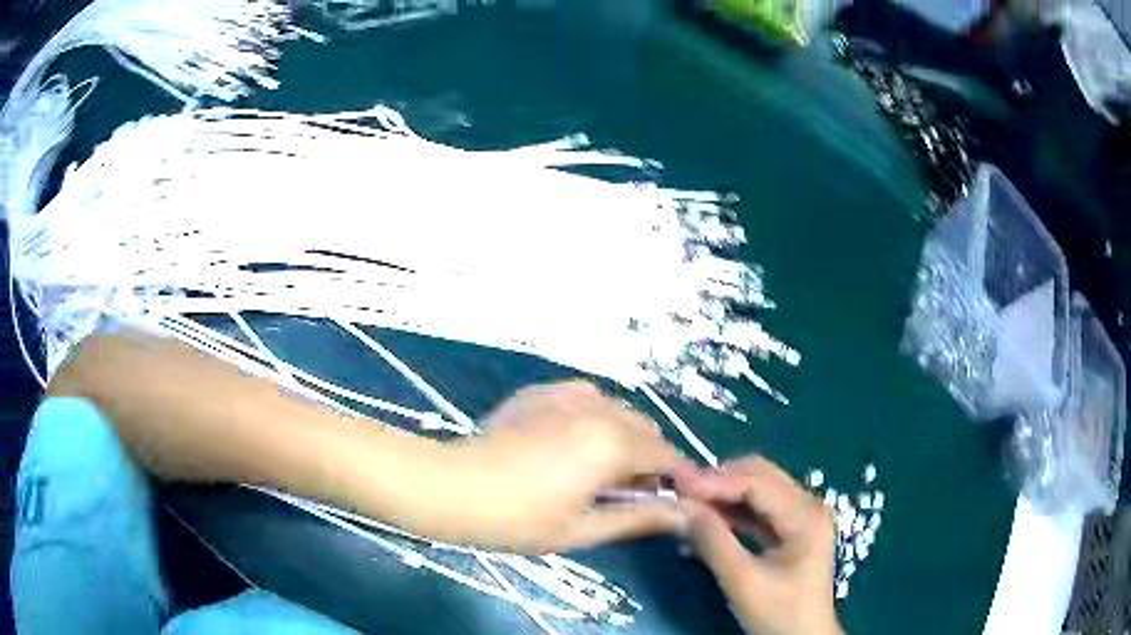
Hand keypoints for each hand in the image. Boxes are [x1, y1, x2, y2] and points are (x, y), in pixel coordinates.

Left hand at [449, 380, 689, 554]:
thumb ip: (639, 519)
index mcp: (612, 444)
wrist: (453, 487)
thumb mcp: (582, 529)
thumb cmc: (518, 520)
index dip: (673, 480)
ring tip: (589, 470)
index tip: (664, 501)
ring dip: (620, 438)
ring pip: (618, 411)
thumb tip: (683, 517)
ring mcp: (567, 392)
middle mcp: (598, 408)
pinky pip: (587, 400)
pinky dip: (591, 421)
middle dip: (645, 460)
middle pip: (646, 430)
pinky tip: (562, 445)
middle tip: (617, 493)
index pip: (667, 455)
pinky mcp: (543, 390)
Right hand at [674, 457, 842, 634]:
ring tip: (687, 504)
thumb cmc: (779, 613)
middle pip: (760, 476)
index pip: (756, 483)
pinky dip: (731, 512)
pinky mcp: (791, 531)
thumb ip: (713, 542)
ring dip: (723, 495)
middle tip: (679, 490)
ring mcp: (801, 517)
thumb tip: (682, 508)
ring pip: (757, 490)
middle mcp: (807, 505)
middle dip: (719, 481)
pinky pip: (758, 510)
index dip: (715, 481)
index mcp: (805, 515)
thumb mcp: (743, 581)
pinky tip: (706, 522)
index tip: (676, 483)